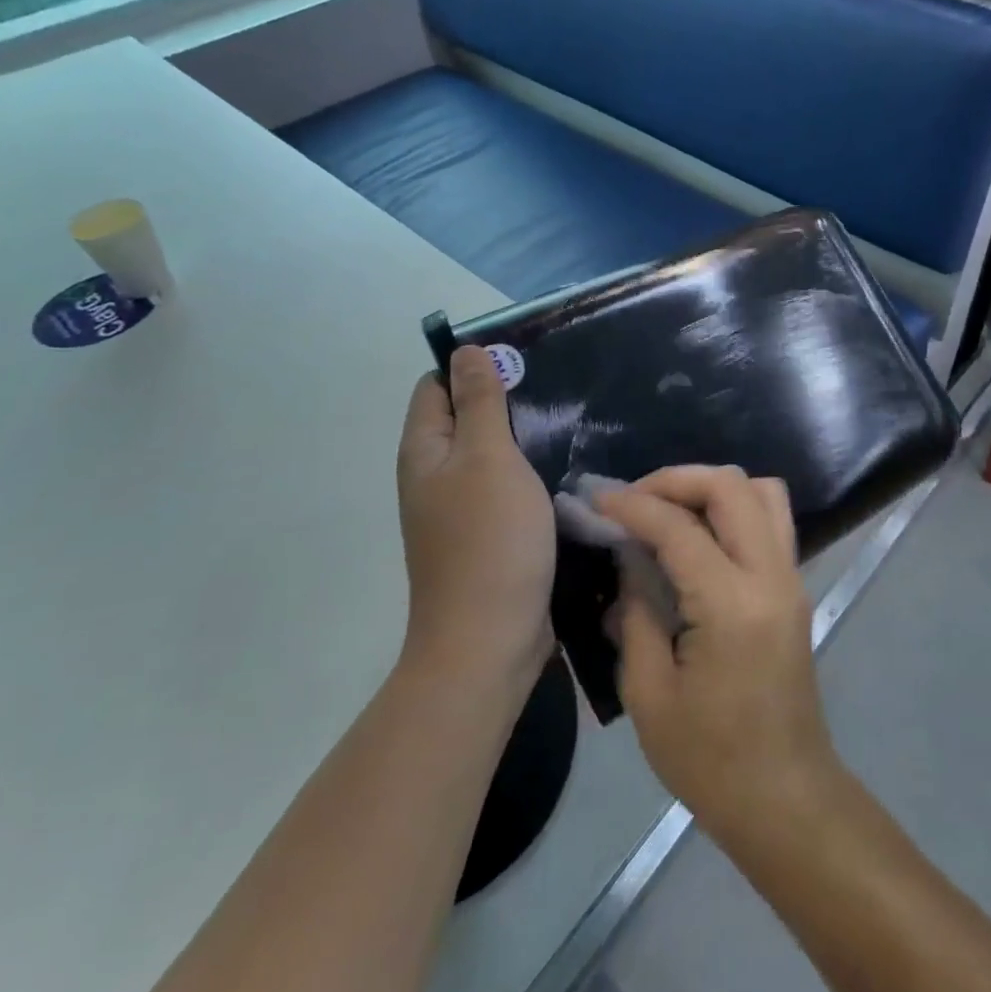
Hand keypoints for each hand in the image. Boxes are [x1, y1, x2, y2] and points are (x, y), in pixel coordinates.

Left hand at [397, 346, 554, 691]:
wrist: (489, 640)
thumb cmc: (489, 539)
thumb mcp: (487, 457)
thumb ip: (478, 401)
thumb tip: (463, 350)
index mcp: (424, 450)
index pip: (435, 386)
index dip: (471, 366)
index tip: (521, 362)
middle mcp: (433, 475)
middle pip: (462, 417)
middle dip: (503, 399)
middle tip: (554, 390)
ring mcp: (458, 508)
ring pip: (487, 453)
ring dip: (520, 436)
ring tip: (566, 421)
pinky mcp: (486, 533)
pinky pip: (503, 486)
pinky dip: (527, 471)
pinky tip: (561, 467)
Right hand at [597, 467, 839, 845]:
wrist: (786, 798)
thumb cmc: (710, 760)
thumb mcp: (649, 694)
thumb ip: (636, 613)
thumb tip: (628, 561)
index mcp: (732, 604)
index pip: (679, 527)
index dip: (632, 506)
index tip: (596, 500)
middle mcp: (771, 575)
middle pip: (730, 486)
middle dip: (675, 480)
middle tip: (633, 499)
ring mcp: (791, 577)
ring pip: (760, 491)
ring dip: (710, 487)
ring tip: (668, 510)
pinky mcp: (794, 587)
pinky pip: (768, 518)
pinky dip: (731, 508)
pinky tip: (697, 536)